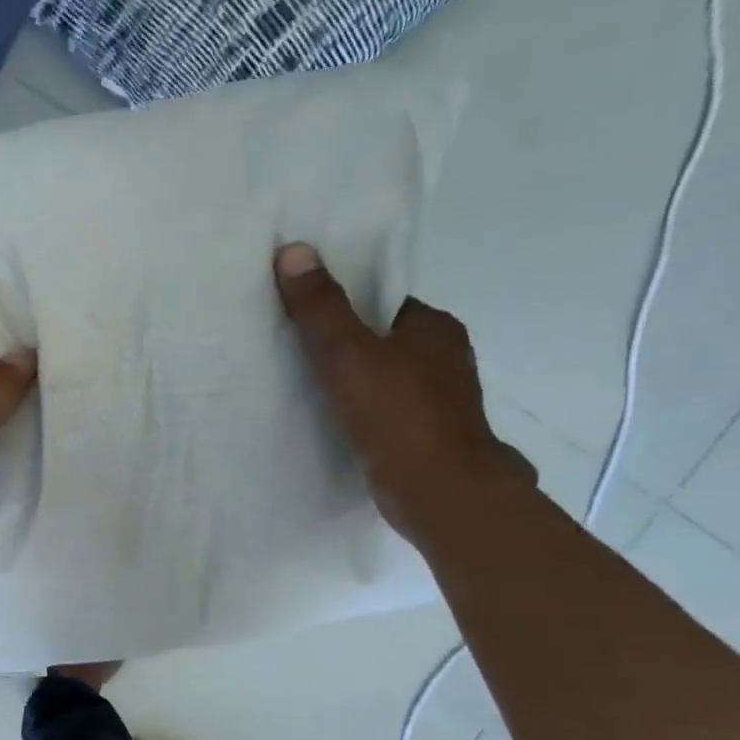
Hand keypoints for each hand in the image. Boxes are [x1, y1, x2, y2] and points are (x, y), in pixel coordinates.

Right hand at [274, 243, 533, 546]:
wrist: (439, 490)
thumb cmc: (397, 413)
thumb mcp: (348, 353)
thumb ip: (320, 307)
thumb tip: (293, 250)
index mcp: (435, 328)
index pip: (386, 303)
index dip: (348, 306)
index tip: (309, 316)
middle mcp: (445, 359)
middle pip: (386, 340)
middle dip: (349, 345)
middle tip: (298, 352)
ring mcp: (440, 401)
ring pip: (388, 378)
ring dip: (356, 381)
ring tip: (308, 388)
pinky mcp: (427, 437)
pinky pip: (387, 411)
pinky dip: (364, 412)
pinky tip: (335, 422)